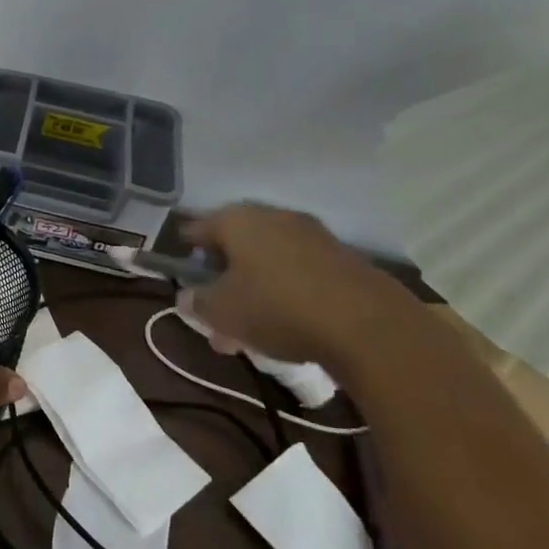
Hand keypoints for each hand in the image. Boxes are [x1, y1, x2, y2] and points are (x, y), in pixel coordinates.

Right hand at [179, 203, 418, 371]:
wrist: (368, 325)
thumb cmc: (276, 308)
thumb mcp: (221, 312)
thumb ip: (197, 302)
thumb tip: (187, 297)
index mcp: (238, 221)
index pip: (198, 227)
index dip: (185, 250)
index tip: (180, 273)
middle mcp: (274, 217)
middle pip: (236, 244)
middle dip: (222, 277)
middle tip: (213, 310)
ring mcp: (312, 236)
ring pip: (267, 262)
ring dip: (253, 289)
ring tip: (246, 330)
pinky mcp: (342, 260)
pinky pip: (298, 273)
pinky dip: (284, 293)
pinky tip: (283, 325)